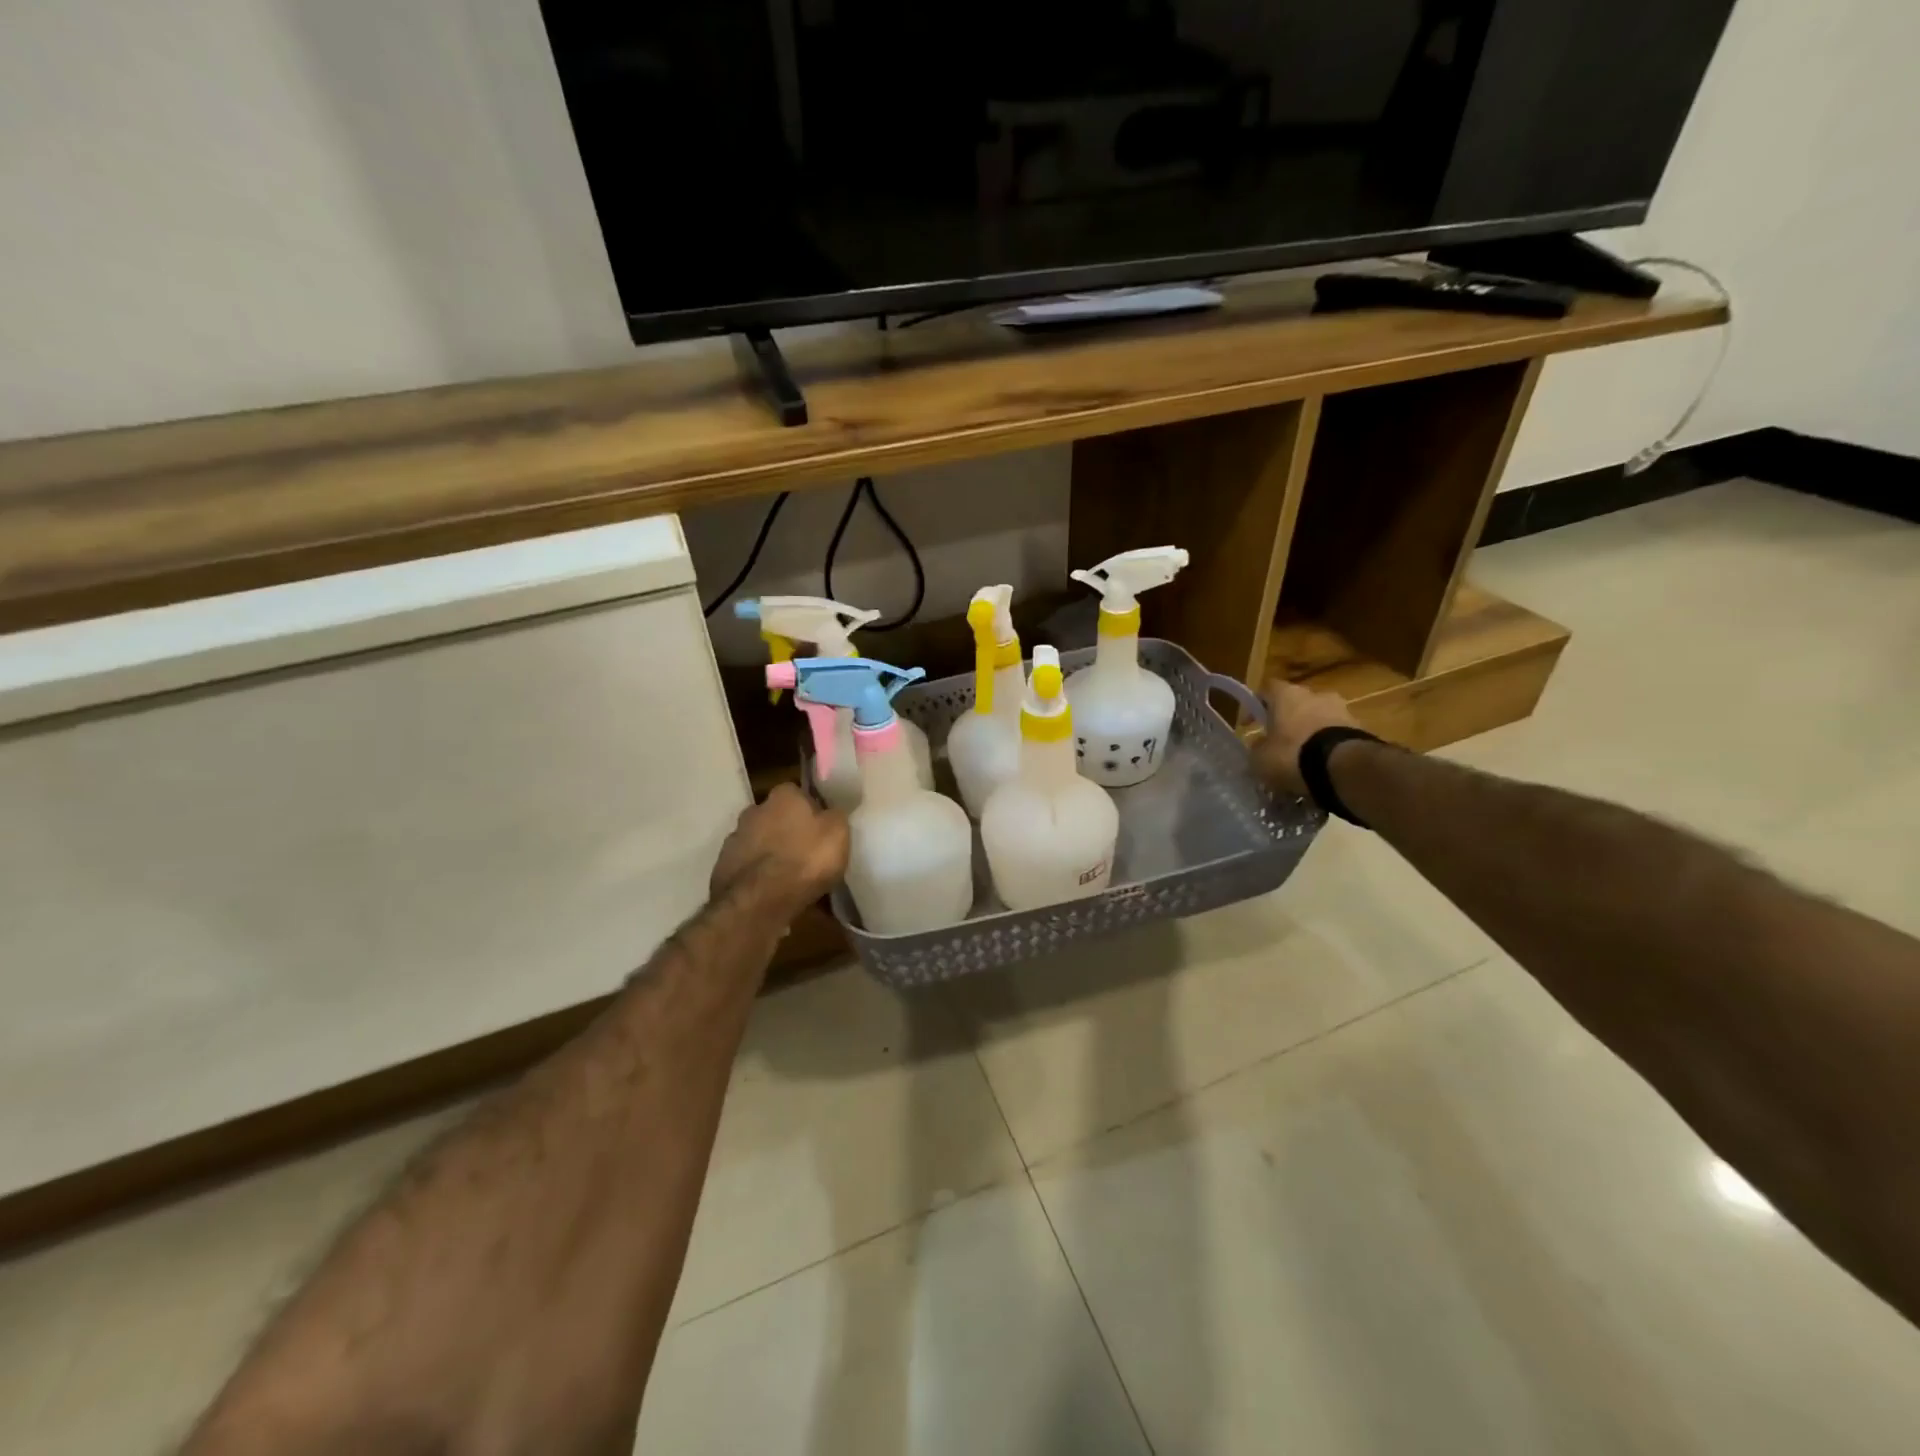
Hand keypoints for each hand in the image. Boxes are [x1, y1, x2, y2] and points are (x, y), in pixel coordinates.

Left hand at [710, 783, 849, 918]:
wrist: (758, 901)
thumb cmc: (805, 860)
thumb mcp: (838, 833)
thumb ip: (835, 816)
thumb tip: (829, 811)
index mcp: (783, 795)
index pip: (799, 794)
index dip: (812, 811)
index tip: (822, 829)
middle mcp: (754, 809)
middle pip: (776, 817)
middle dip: (788, 831)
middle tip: (806, 853)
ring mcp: (735, 838)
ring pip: (760, 842)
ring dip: (772, 853)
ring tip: (789, 877)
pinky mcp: (722, 866)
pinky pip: (748, 867)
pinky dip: (758, 875)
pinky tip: (771, 892)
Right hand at [1251, 680, 1360, 795]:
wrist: (1344, 768)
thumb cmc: (1292, 754)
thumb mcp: (1260, 758)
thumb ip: (1257, 748)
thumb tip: (1260, 746)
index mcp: (1287, 694)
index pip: (1266, 689)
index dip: (1256, 705)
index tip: (1250, 724)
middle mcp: (1316, 694)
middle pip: (1296, 703)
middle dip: (1287, 720)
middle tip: (1279, 742)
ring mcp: (1342, 710)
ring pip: (1319, 718)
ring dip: (1310, 733)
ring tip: (1303, 758)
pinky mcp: (1360, 729)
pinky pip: (1336, 735)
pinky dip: (1327, 746)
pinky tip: (1321, 766)